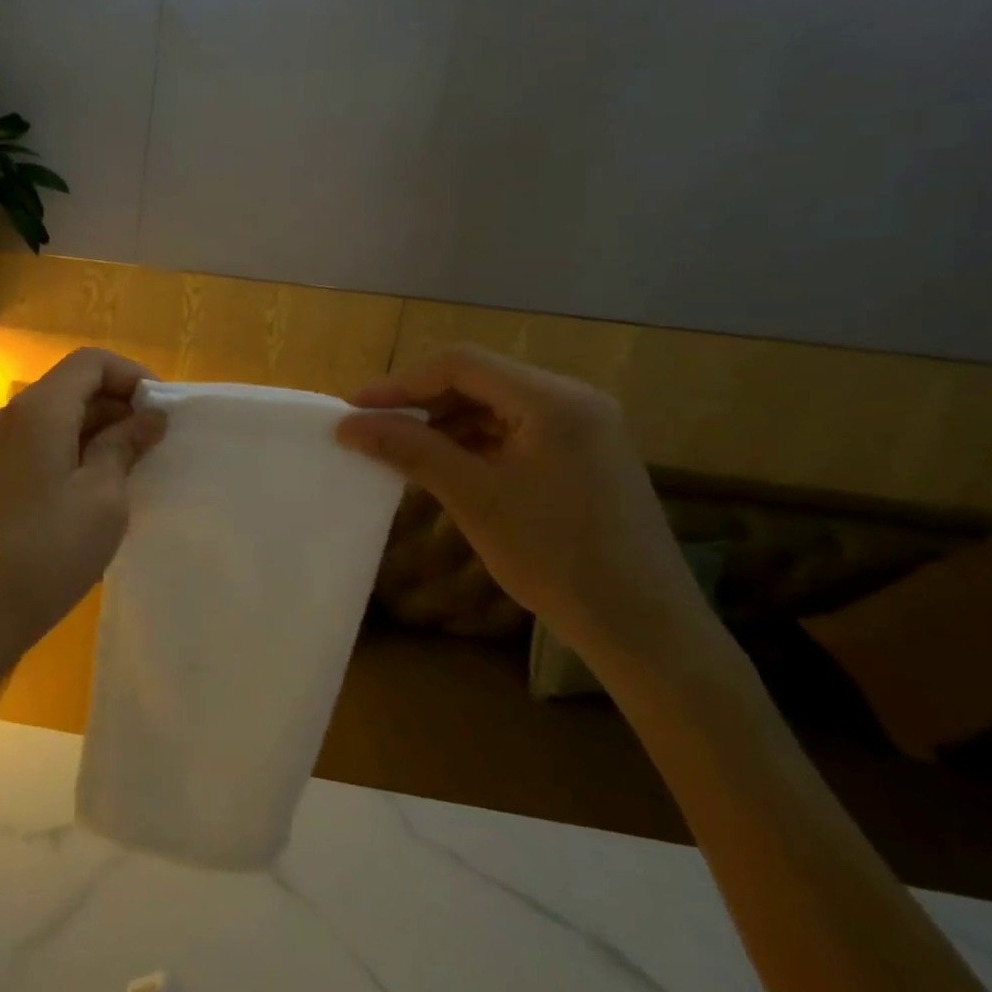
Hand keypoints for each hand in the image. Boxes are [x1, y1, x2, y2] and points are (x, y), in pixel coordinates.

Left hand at [0, 348, 165, 690]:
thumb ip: (125, 447)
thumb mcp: (102, 498)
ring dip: (99, 432)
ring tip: (135, 469)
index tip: (163, 412)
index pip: (91, 362)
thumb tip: (149, 417)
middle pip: (73, 387)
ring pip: (58, 417)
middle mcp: (13, 416)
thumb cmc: (47, 551)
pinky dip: (75, 452)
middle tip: (156, 444)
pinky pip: (42, 444)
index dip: (132, 376)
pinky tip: (99, 489)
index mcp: (40, 409)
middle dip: (119, 406)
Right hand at [337, 345, 714, 679]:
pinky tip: (443, 467)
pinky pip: (512, 431)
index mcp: (553, 400)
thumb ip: (410, 450)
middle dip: (420, 402)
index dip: (400, 382)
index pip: (461, 364)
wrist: (643, 628)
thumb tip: (348, 425)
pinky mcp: (581, 454)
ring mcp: (581, 428)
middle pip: (478, 379)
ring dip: (442, 423)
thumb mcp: (474, 498)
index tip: (354, 409)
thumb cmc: (556, 557)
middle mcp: (572, 400)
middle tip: (373, 429)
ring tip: (400, 451)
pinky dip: (471, 442)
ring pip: (493, 405)